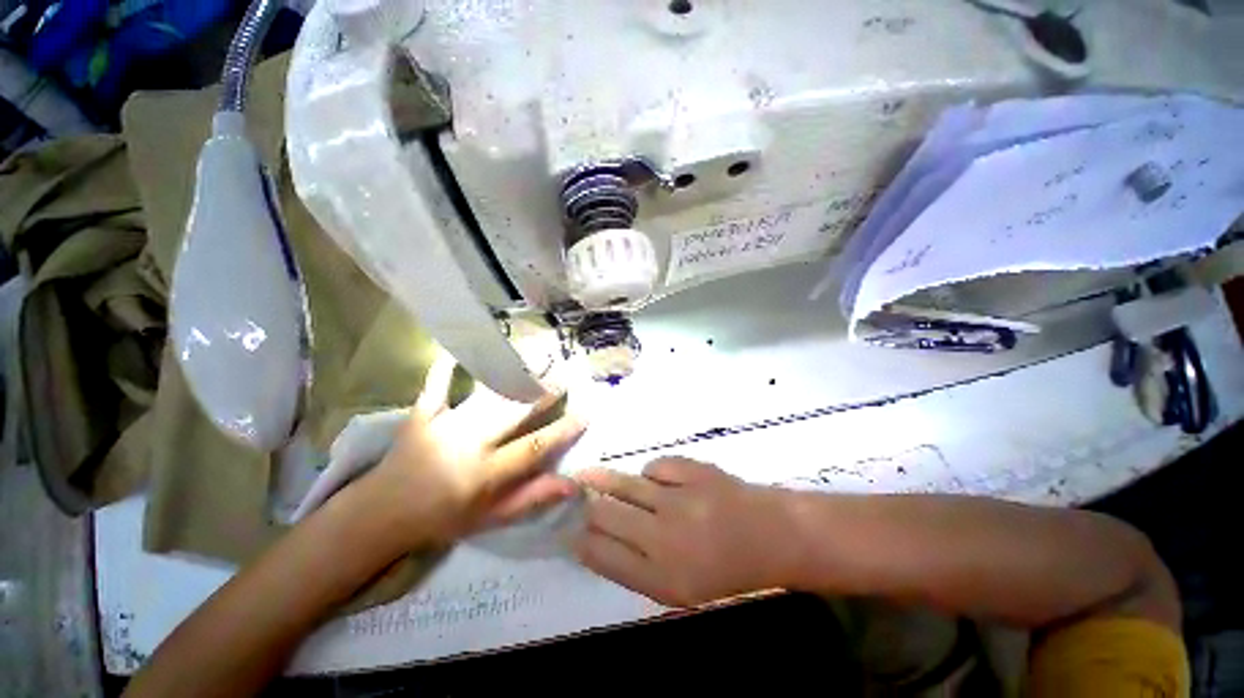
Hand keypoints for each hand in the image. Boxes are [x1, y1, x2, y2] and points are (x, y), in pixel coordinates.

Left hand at [353, 354, 587, 550]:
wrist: (382, 514)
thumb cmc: (443, 519)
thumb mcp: (490, 520)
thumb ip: (530, 499)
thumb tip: (570, 484)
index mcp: (485, 473)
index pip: (534, 447)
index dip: (563, 430)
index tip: (585, 414)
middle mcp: (468, 444)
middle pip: (514, 411)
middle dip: (544, 392)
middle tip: (565, 375)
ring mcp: (443, 425)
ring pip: (486, 394)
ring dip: (513, 374)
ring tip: (535, 358)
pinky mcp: (422, 414)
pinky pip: (437, 385)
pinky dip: (448, 365)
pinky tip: (458, 346)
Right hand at [574, 458, 796, 606]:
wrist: (773, 536)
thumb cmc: (728, 571)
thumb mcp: (682, 589)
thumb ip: (639, 568)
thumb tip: (598, 542)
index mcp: (663, 578)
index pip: (604, 557)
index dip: (581, 543)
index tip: (568, 532)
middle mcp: (665, 539)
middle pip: (608, 516)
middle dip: (586, 508)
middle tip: (574, 497)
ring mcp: (680, 501)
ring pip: (626, 486)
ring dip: (602, 480)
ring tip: (584, 474)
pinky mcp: (694, 472)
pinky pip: (656, 467)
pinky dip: (650, 473)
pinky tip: (655, 479)